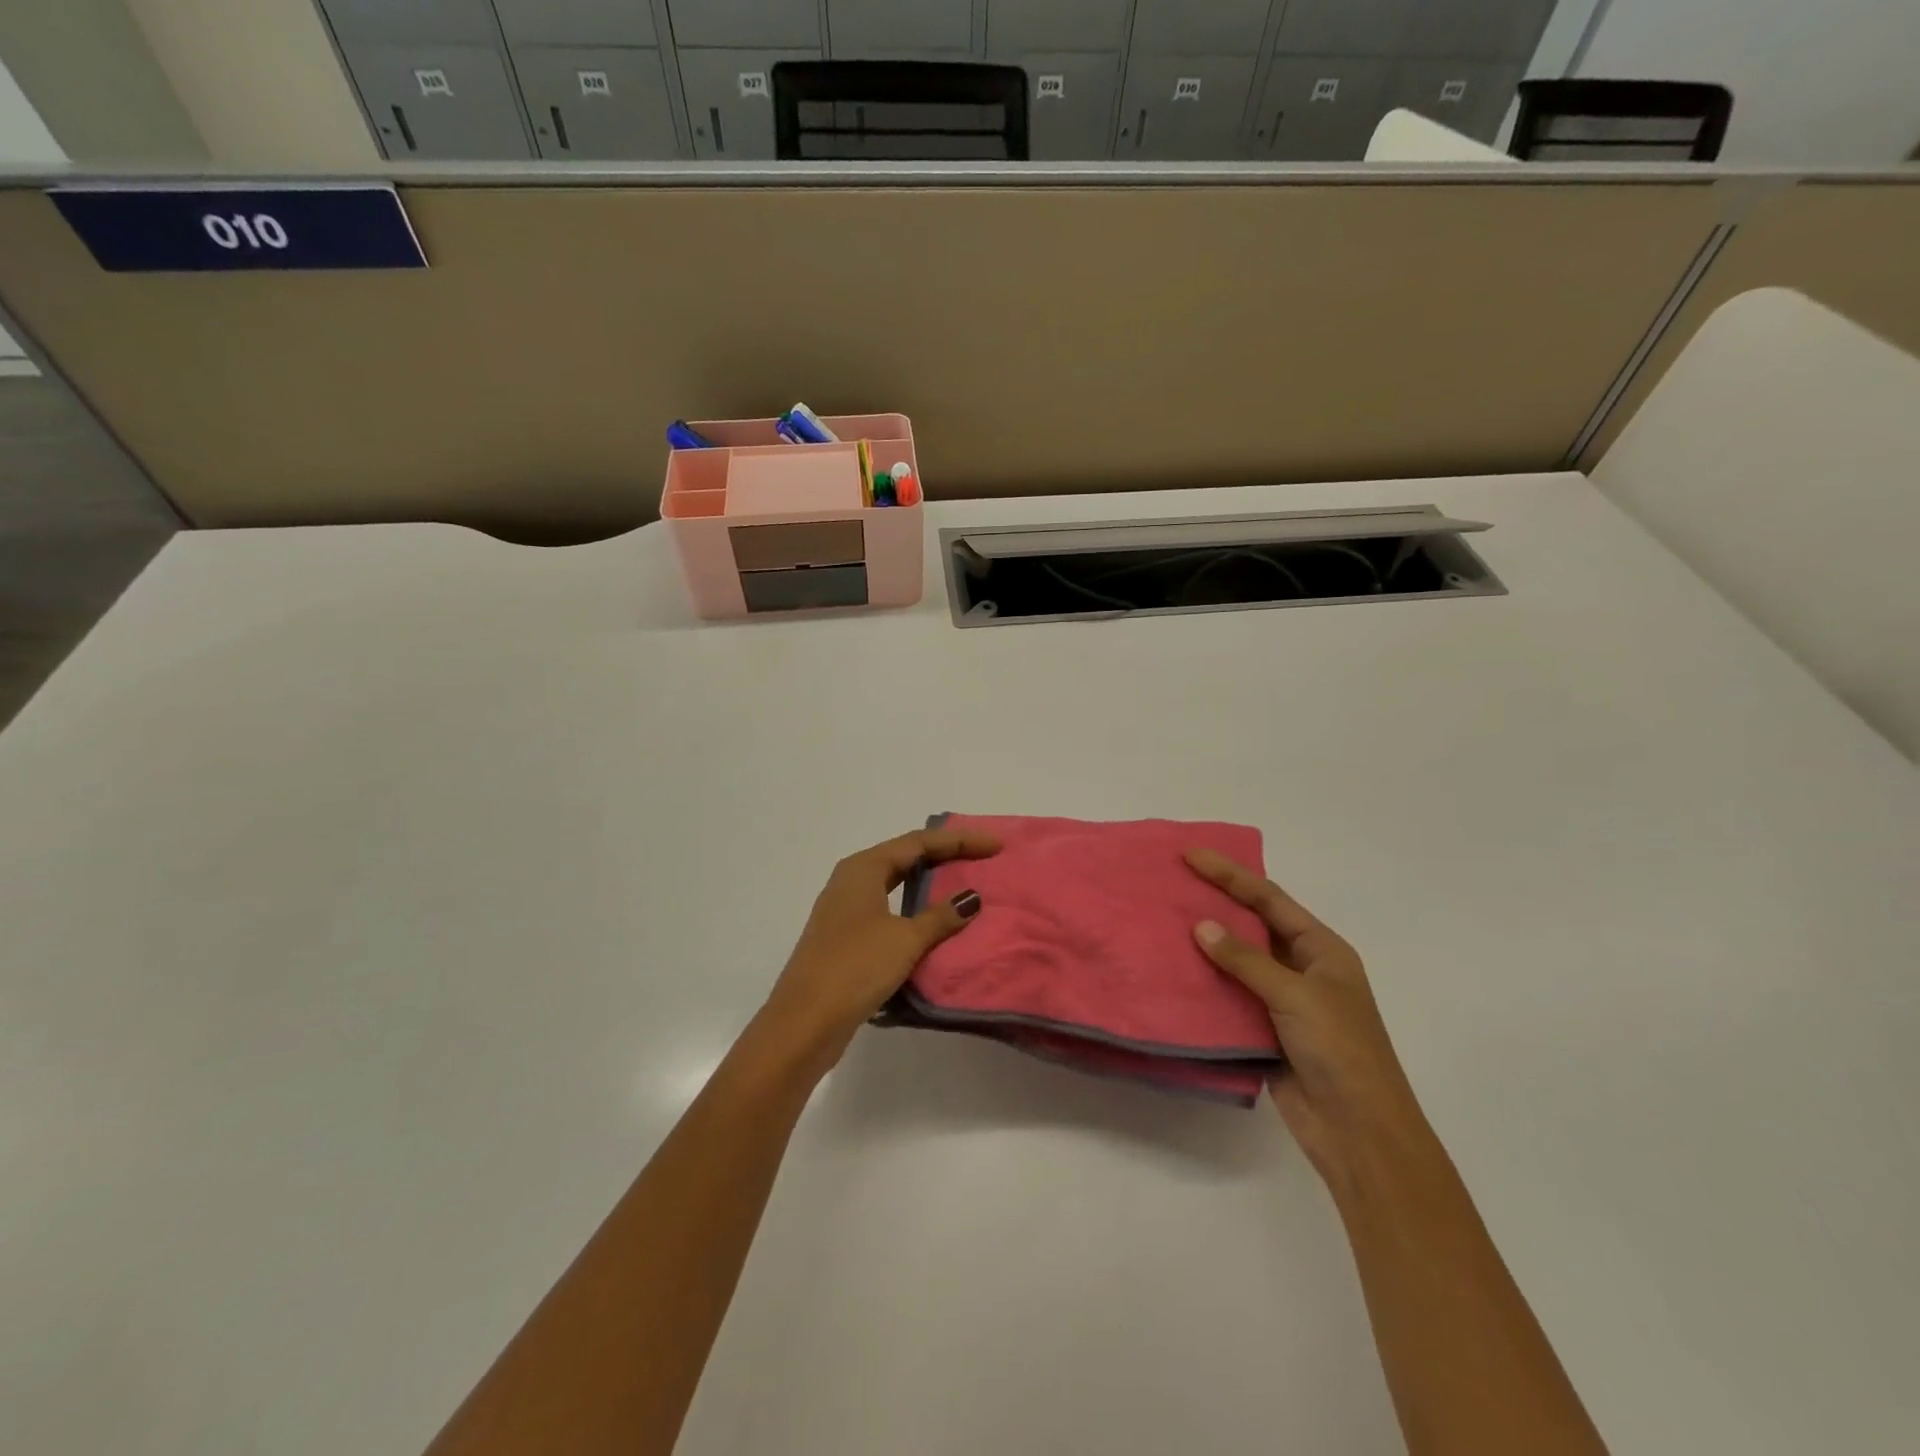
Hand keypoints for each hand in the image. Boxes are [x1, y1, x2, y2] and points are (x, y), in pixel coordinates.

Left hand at [759, 826, 999, 1070]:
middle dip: (945, 855)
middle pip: (906, 856)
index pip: (919, 842)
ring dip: (930, 883)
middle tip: (982, 858)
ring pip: (896, 884)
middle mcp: (851, 880)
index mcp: (863, 868)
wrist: (804, 1022)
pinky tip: (934, 922)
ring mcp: (845, 910)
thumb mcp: (905, 939)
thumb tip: (972, 897)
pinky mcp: (846, 938)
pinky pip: (889, 910)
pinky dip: (915, 909)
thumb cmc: (855, 967)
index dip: (959, 841)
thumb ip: (941, 916)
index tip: (995, 845)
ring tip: (964, 884)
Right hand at [1185, 849, 1434, 1190]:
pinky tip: (1175, 970)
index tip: (1192, 856)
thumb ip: (1246, 959)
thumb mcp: (1296, 995)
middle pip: (1253, 925)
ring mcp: (1282, 1001)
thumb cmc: (1340, 1050)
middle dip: (1216, 902)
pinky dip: (1205, 983)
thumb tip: (1200, 926)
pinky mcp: (1263, 1031)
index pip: (1270, 899)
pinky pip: (1229, 996)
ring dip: (1206, 944)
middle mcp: (1302, 969)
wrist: (1358, 1130)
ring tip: (1164, 920)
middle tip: (1173, 881)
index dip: (1230, 874)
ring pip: (1237, 961)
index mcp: (1322, 950)